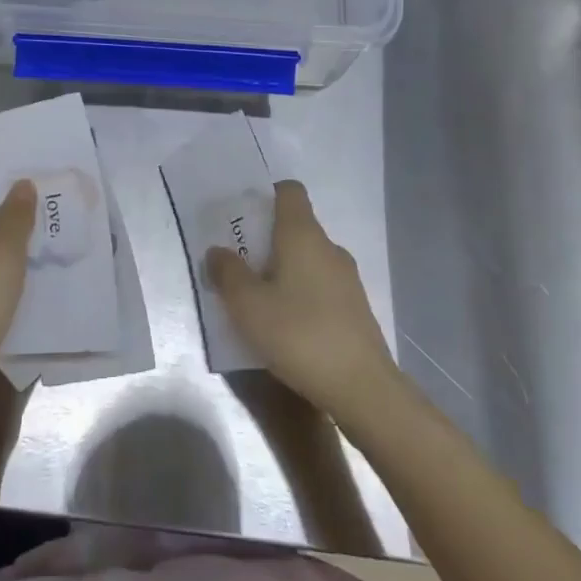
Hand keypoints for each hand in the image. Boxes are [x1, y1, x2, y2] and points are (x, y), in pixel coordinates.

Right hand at [208, 180, 398, 422]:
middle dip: (266, 240)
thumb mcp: (247, 306)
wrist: (363, 389)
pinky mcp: (356, 309)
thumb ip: (227, 273)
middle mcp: (329, 247)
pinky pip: (321, 286)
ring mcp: (347, 279)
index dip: (266, 195)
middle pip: (295, 227)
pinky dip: (301, 294)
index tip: (243, 217)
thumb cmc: (299, 335)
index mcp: (303, 234)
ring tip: (258, 300)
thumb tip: (217, 252)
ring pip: (308, 260)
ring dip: (283, 270)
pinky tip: (286, 326)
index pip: (289, 191)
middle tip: (238, 264)